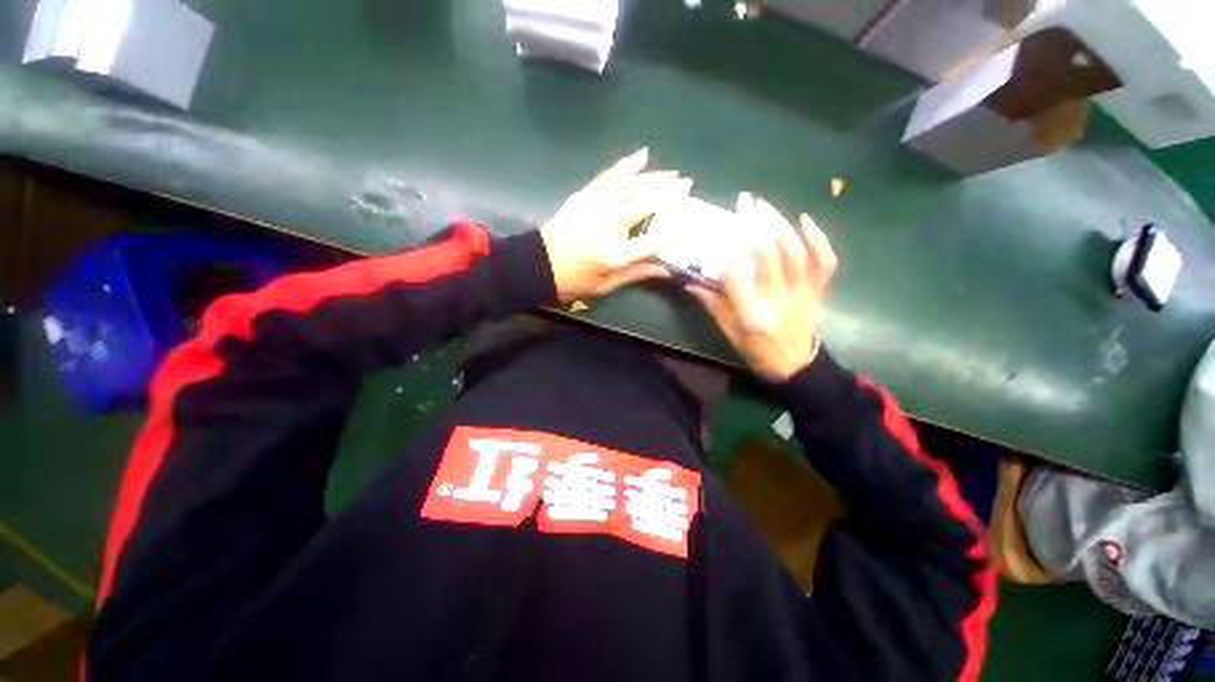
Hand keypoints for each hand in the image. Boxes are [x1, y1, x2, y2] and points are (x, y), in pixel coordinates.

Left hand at [540, 148, 692, 301]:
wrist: (536, 266)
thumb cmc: (572, 282)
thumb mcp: (605, 286)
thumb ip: (635, 274)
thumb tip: (665, 268)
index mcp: (613, 255)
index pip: (650, 242)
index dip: (669, 234)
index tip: (683, 227)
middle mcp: (607, 227)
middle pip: (643, 205)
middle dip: (668, 193)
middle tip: (687, 184)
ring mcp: (594, 208)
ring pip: (629, 186)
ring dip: (653, 177)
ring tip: (672, 173)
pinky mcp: (583, 196)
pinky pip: (607, 177)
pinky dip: (625, 165)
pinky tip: (641, 156)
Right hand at [688, 192, 836, 381]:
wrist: (796, 366)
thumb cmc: (756, 351)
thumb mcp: (728, 332)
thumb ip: (712, 304)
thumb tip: (691, 281)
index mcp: (752, 314)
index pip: (735, 277)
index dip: (723, 254)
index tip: (715, 236)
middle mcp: (778, 299)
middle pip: (768, 255)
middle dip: (755, 225)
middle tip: (744, 203)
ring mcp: (802, 293)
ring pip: (795, 251)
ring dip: (779, 224)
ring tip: (764, 206)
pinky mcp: (818, 290)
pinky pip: (825, 261)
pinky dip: (819, 239)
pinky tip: (805, 220)